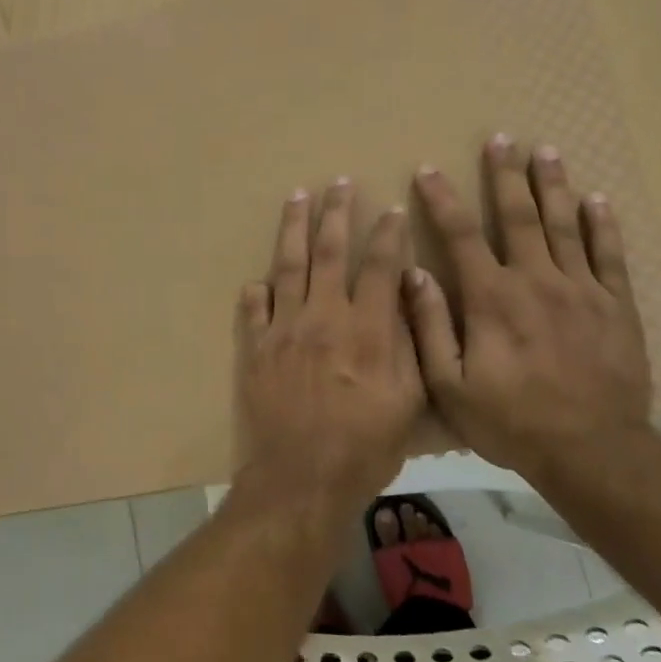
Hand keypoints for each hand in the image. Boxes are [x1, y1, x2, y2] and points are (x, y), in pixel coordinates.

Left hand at [232, 179, 425, 520]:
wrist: (300, 478)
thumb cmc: (364, 447)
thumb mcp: (407, 402)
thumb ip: (408, 344)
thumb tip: (406, 295)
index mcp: (365, 329)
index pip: (379, 267)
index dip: (387, 234)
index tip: (392, 208)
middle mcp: (322, 317)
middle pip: (329, 252)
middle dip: (335, 213)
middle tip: (337, 182)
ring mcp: (283, 330)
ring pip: (287, 266)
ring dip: (293, 228)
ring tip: (296, 197)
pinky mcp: (255, 348)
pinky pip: (252, 309)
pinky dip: (256, 291)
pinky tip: (258, 279)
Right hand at [406, 136, 652, 484]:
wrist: (594, 452)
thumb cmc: (512, 420)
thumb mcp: (451, 385)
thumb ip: (430, 325)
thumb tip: (413, 272)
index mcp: (492, 297)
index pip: (461, 234)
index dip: (443, 199)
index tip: (429, 170)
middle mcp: (536, 280)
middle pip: (518, 216)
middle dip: (506, 175)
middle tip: (501, 139)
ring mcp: (582, 290)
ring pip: (565, 225)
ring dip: (553, 185)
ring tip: (546, 150)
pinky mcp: (617, 306)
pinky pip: (610, 255)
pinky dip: (603, 225)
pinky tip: (597, 200)